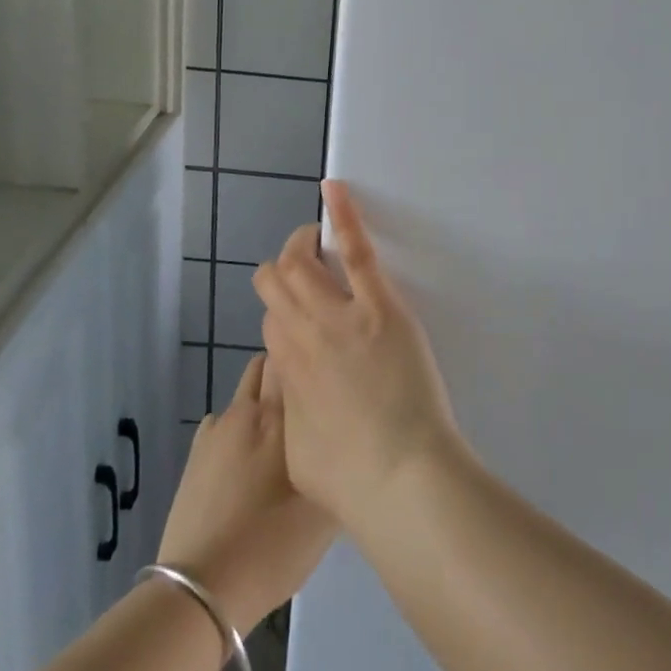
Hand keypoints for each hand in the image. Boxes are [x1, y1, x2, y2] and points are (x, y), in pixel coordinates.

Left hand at [157, 354, 334, 633]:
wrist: (201, 590)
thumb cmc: (272, 546)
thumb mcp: (326, 511)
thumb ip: (340, 463)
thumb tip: (349, 440)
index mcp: (280, 415)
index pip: (293, 356)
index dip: (311, 355)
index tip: (330, 366)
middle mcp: (247, 410)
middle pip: (266, 365)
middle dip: (287, 369)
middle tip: (309, 394)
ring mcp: (216, 431)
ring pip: (245, 392)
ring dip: (263, 397)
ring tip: (282, 427)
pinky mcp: (195, 455)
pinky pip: (223, 422)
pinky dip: (238, 426)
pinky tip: (248, 457)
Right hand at [253, 181, 466, 530]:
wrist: (399, 479)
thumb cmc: (352, 482)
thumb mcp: (299, 454)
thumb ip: (292, 413)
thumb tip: (294, 395)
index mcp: (285, 372)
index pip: (270, 320)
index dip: (282, 313)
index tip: (301, 314)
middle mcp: (302, 335)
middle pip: (276, 284)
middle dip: (282, 270)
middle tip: (303, 266)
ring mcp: (339, 316)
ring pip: (302, 264)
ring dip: (302, 244)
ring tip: (312, 234)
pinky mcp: (379, 306)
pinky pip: (355, 250)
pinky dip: (342, 216)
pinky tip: (332, 189)